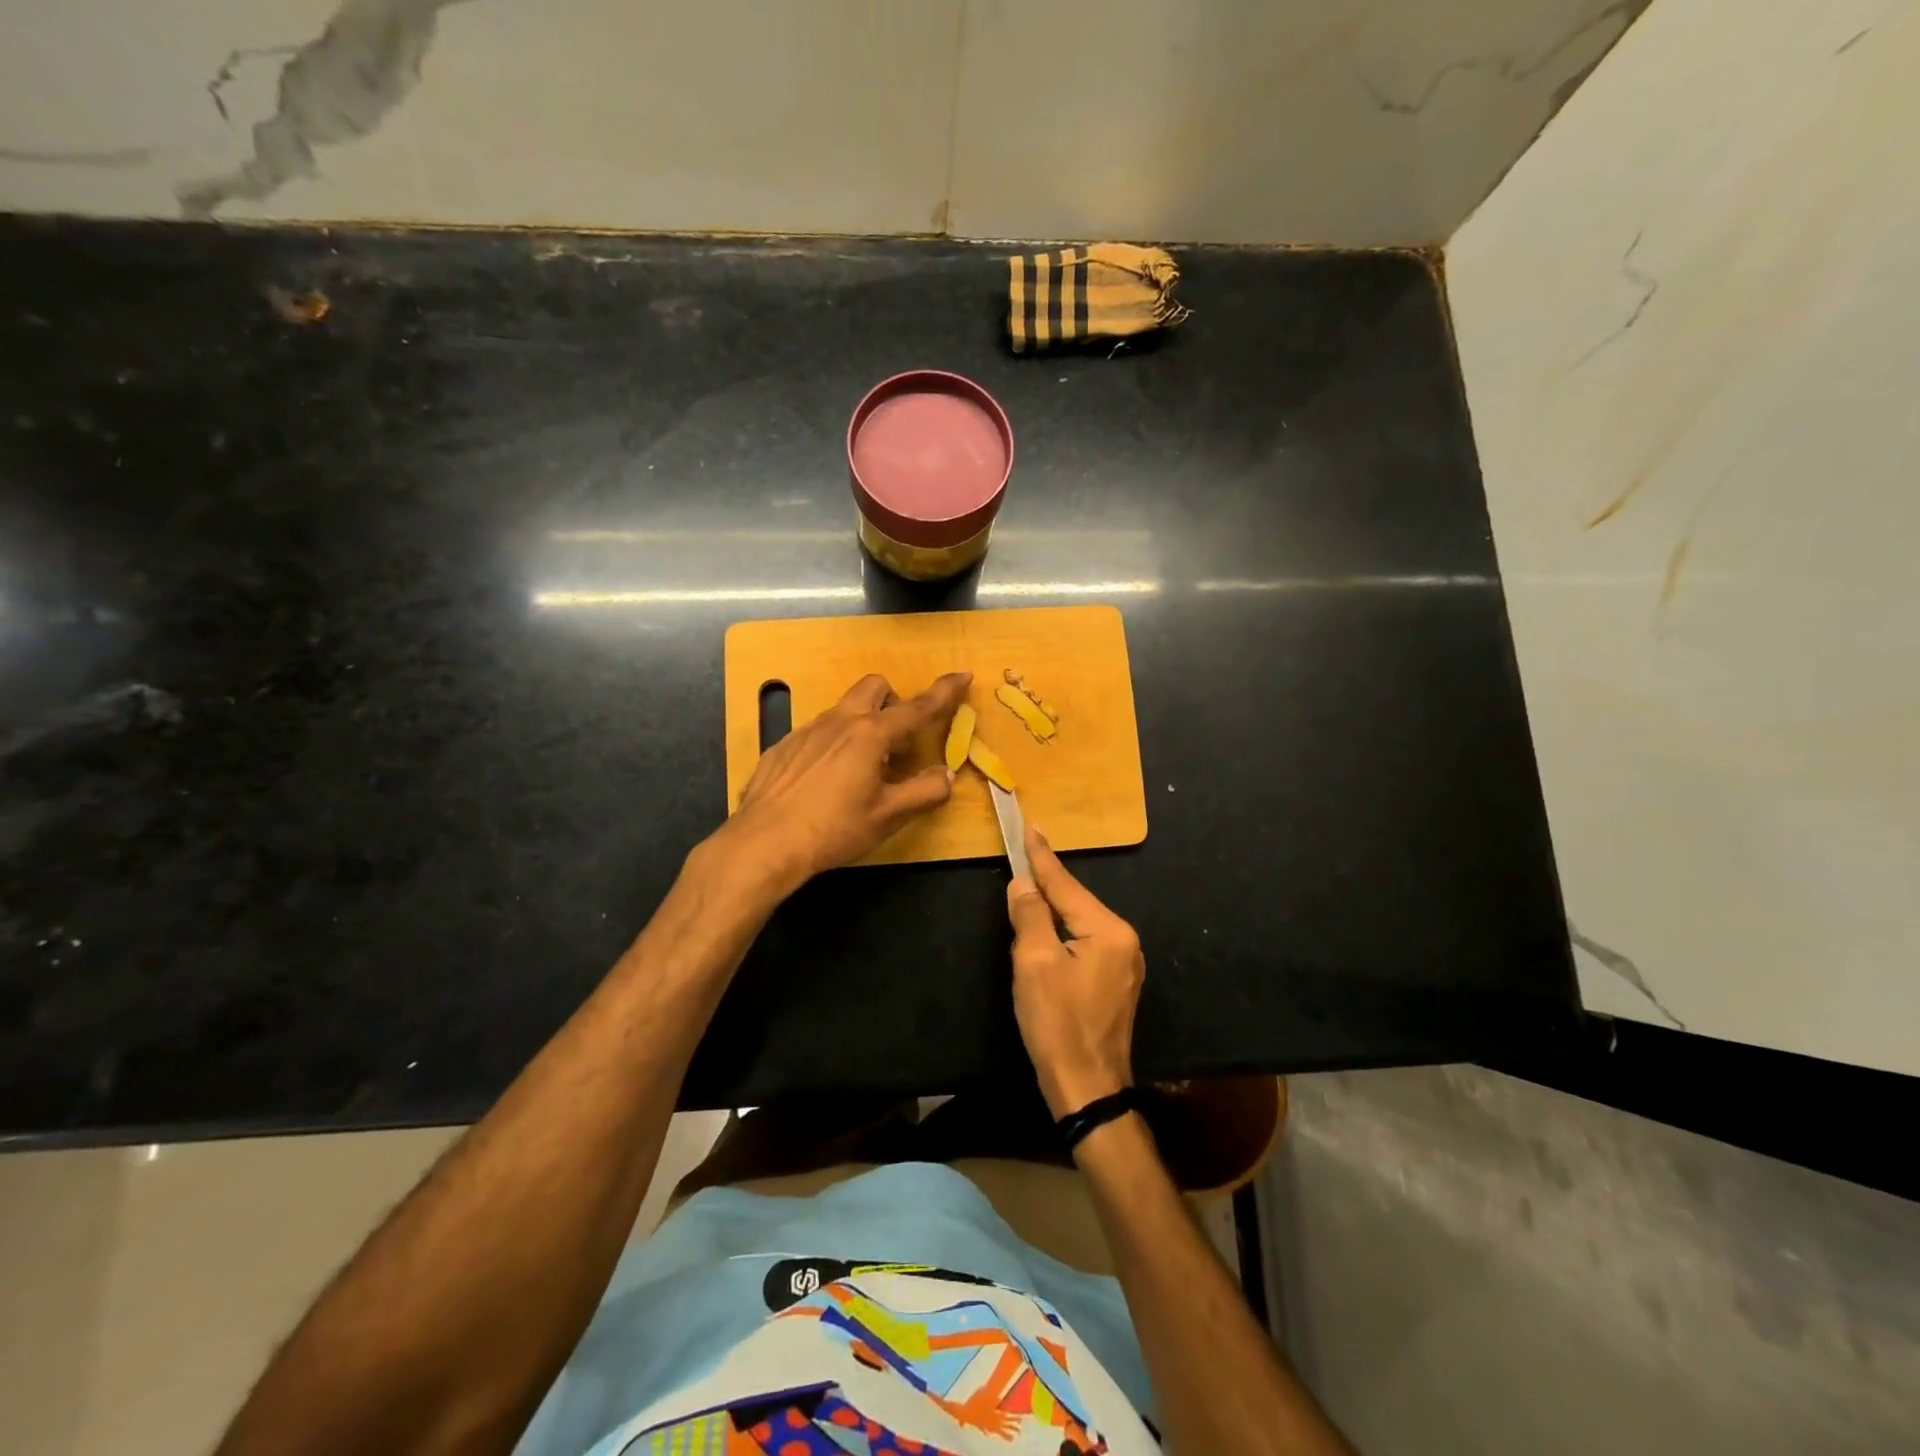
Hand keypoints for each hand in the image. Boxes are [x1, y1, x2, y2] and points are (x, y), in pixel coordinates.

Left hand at [722, 671, 970, 889]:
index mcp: (870, 734)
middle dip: (894, 702)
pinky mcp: (783, 747)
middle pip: (874, 688)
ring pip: (844, 710)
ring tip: (863, 770)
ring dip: (864, 726)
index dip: (944, 692)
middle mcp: (839, 722)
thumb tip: (944, 775)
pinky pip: (818, 732)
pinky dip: (834, 745)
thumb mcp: (888, 816)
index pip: (917, 707)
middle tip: (899, 742)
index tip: (962, 675)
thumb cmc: (833, 829)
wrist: (764, 843)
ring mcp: (806, 731)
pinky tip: (826, 782)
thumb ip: (924, 792)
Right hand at [1006, 824, 1144, 1118]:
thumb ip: (1030, 915)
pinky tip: (1045, 934)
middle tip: (1021, 856)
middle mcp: (1124, 940)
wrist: (1087, 1089)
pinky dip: (1062, 934)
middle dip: (1045, 885)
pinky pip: (1085, 943)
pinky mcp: (1117, 983)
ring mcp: (1125, 963)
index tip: (1030, 825)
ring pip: (1079, 923)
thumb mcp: (1034, 963)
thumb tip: (1023, 884)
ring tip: (1027, 891)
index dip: (1041, 856)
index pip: (1065, 884)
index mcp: (1108, 931)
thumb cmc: (1057, 1024)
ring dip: (1052, 912)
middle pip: (1075, 902)